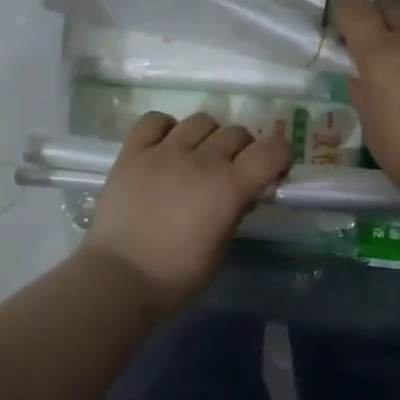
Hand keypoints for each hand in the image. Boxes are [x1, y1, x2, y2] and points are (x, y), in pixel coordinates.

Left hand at [80, 112, 292, 321]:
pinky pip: (154, 120)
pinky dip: (166, 128)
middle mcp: (200, 159)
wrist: (118, 278)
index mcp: (229, 186)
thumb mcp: (221, 249)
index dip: (280, 155)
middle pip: (236, 132)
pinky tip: (165, 146)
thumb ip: (237, 212)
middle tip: (234, 171)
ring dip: (208, 136)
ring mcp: (163, 151)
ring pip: (200, 120)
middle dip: (244, 149)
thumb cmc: (177, 275)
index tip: (274, 170)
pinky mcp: (132, 152)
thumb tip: (245, 192)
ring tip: (198, 157)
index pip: (271, 150)